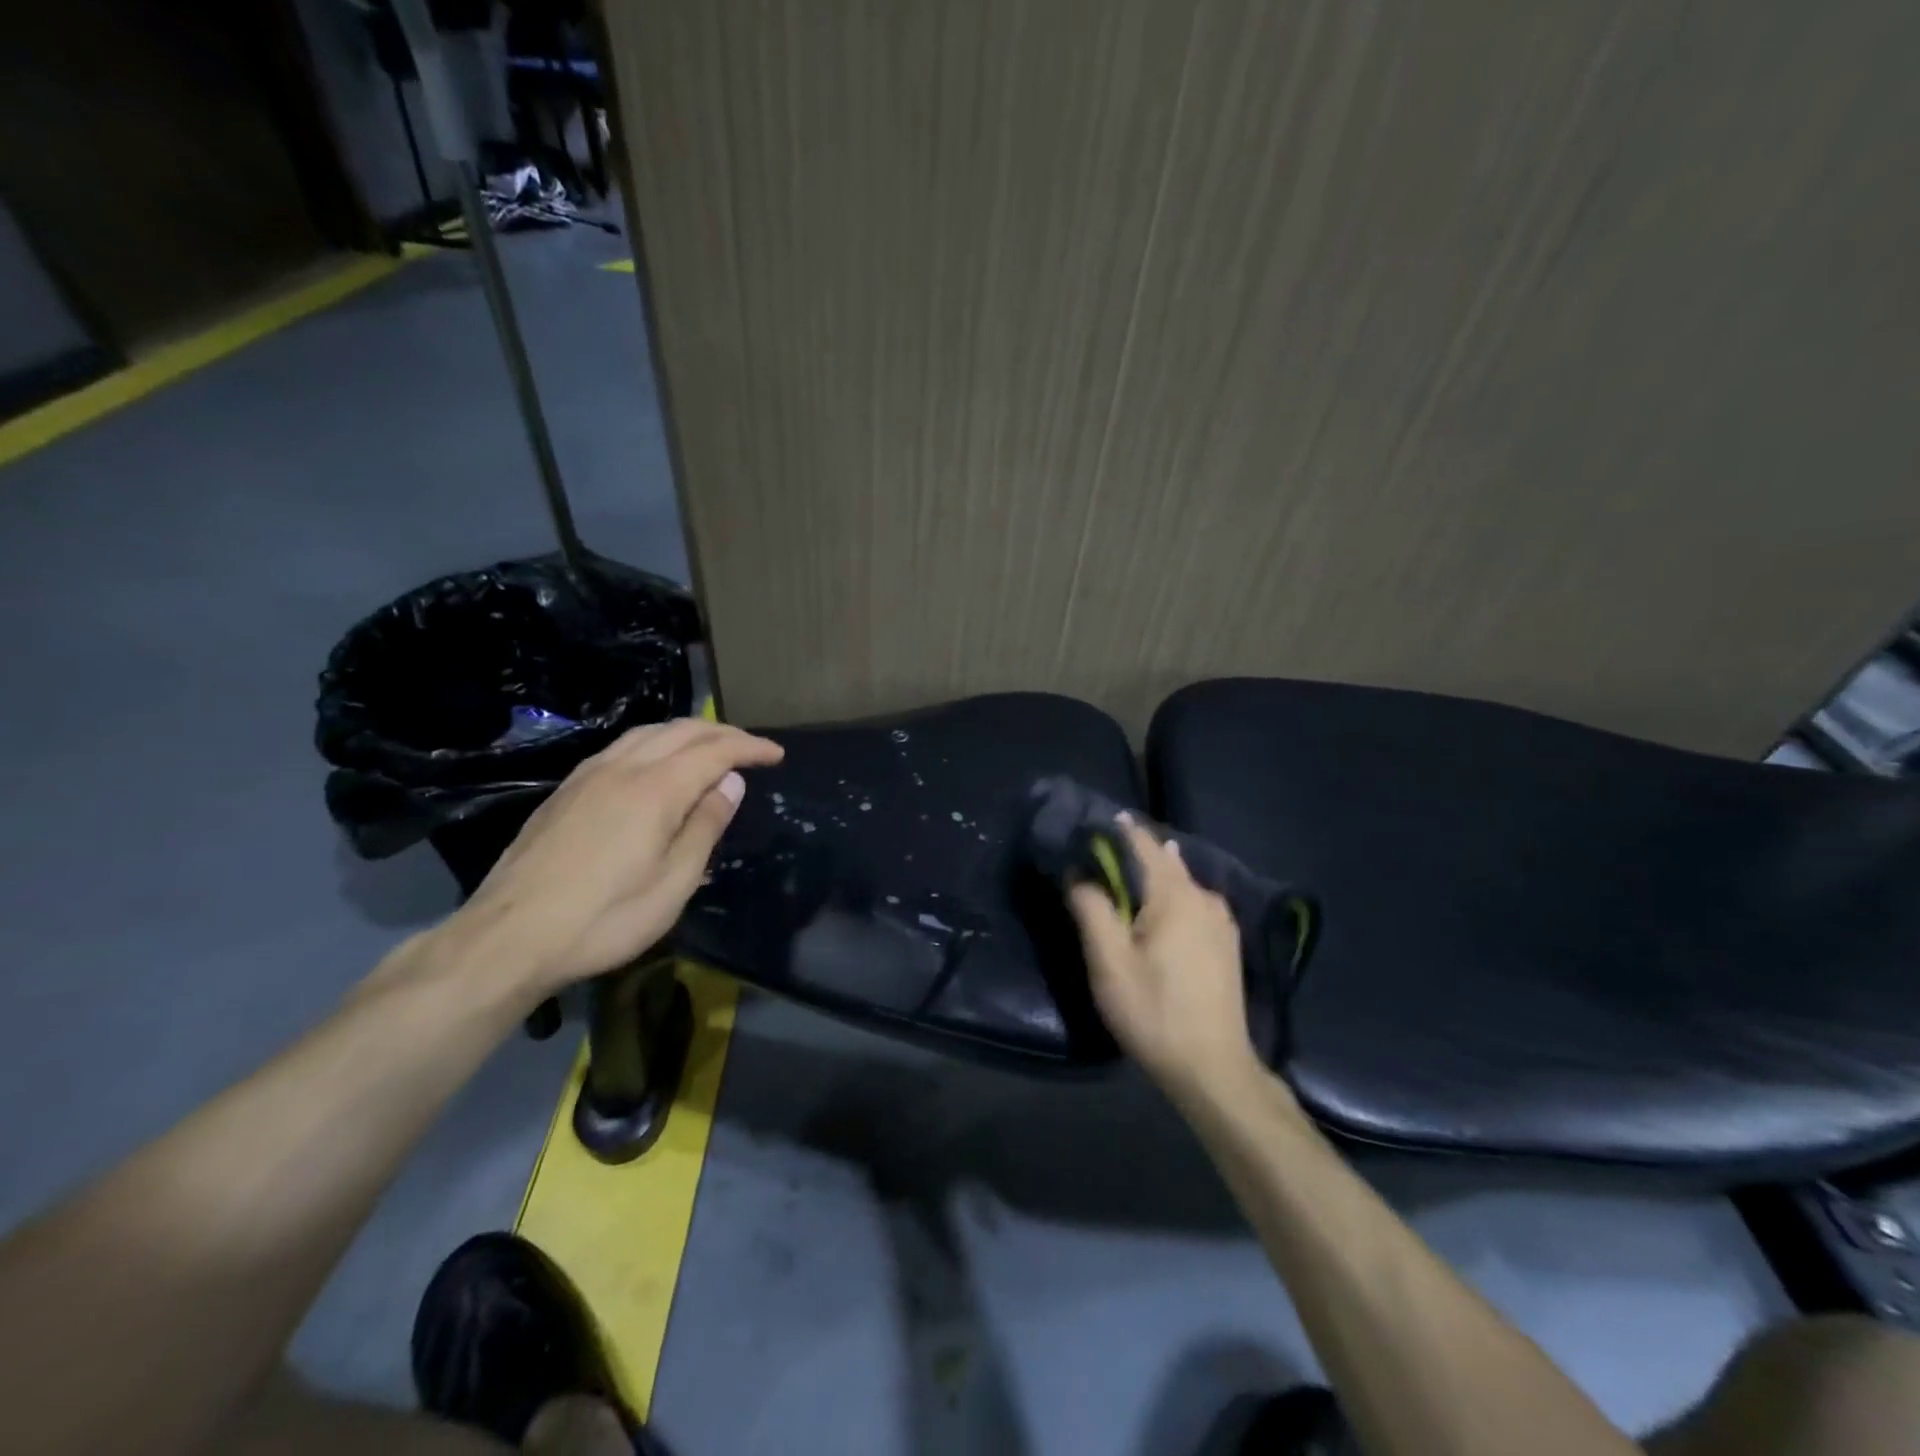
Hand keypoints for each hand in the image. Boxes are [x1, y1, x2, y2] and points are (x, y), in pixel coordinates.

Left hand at [447, 719, 782, 996]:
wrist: (509, 937)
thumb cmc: (605, 918)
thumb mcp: (673, 884)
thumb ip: (705, 827)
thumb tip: (730, 784)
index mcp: (655, 789)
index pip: (715, 751)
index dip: (749, 748)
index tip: (777, 755)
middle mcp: (622, 768)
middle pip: (682, 730)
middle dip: (723, 732)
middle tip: (751, 749)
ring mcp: (589, 775)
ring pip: (648, 733)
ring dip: (688, 733)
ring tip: (711, 749)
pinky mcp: (566, 790)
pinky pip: (623, 746)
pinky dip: (656, 743)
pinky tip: (657, 764)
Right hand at [1069, 820, 1260, 1100]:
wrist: (1213, 1069)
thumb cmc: (1154, 1011)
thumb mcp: (1109, 962)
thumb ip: (1091, 909)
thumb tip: (1078, 872)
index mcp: (1176, 895)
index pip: (1143, 844)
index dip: (1116, 830)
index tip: (1090, 823)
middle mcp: (1205, 897)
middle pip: (1164, 862)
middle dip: (1133, 854)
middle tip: (1099, 854)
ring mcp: (1222, 921)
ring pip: (1180, 884)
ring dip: (1152, 877)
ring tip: (1124, 876)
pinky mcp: (1227, 943)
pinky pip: (1193, 903)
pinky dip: (1170, 897)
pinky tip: (1158, 908)